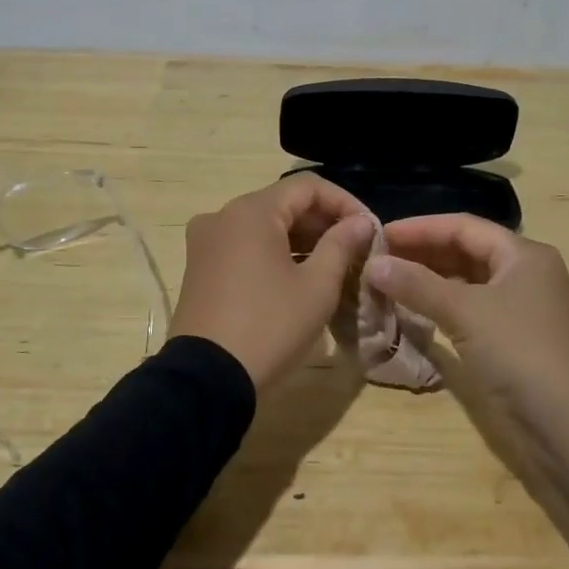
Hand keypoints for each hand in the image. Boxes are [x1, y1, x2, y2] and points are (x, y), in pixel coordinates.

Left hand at [170, 175, 375, 391]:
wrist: (206, 381)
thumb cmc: (269, 327)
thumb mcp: (316, 287)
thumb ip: (341, 245)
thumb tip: (360, 222)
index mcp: (251, 211)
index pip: (307, 187)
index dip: (344, 202)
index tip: (369, 229)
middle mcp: (223, 215)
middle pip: (283, 203)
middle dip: (323, 221)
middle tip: (356, 249)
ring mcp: (206, 241)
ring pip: (264, 225)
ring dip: (301, 238)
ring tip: (334, 264)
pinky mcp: (199, 267)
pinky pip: (244, 245)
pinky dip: (274, 252)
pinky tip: (298, 275)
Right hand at [367, 214, 568, 550]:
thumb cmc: (519, 352)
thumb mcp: (464, 312)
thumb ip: (416, 284)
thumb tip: (373, 264)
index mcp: (523, 255)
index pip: (463, 227)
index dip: (420, 228)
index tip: (379, 234)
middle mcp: (526, 275)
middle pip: (466, 252)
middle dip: (422, 254)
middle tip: (378, 260)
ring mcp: (522, 311)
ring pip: (467, 283)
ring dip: (429, 282)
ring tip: (388, 284)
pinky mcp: (515, 343)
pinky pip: (471, 311)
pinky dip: (442, 308)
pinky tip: (414, 313)